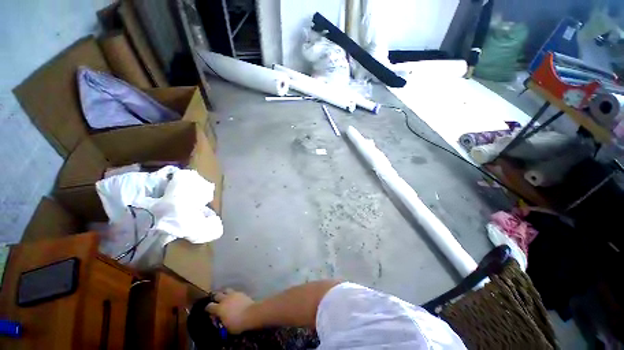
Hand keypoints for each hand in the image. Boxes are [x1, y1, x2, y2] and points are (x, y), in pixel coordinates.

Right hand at [206, 288, 255, 333]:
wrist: (251, 314)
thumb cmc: (237, 323)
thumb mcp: (225, 327)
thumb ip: (220, 321)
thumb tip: (219, 318)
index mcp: (219, 308)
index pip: (209, 306)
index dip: (208, 309)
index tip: (209, 312)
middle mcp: (225, 299)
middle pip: (217, 295)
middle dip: (215, 298)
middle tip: (217, 303)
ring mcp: (233, 294)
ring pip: (226, 290)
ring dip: (224, 294)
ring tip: (225, 298)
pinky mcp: (241, 292)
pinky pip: (234, 291)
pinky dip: (232, 294)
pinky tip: (234, 299)